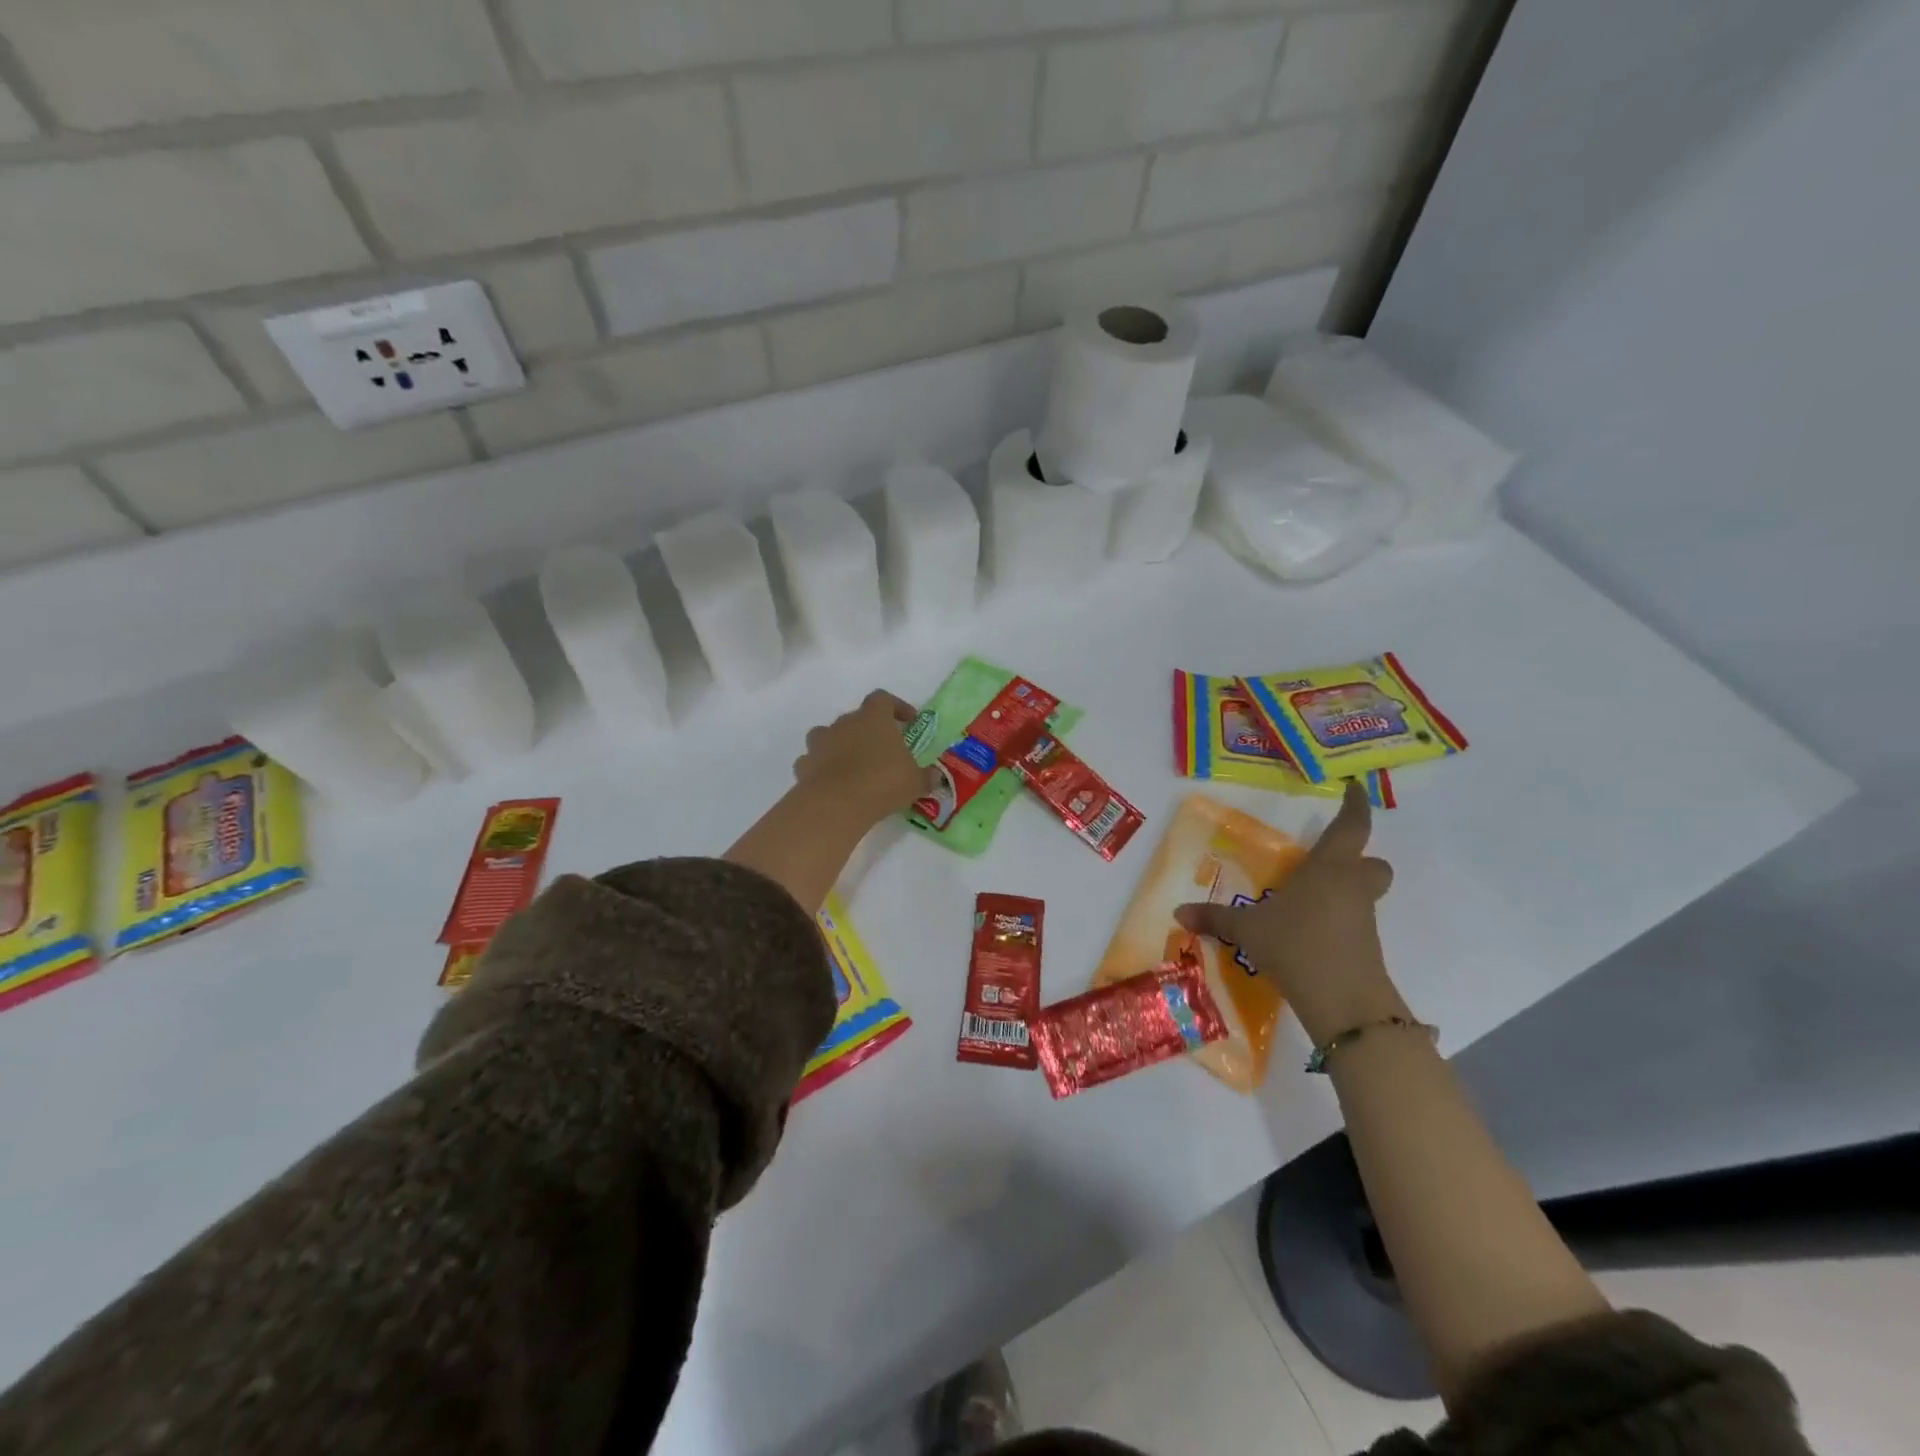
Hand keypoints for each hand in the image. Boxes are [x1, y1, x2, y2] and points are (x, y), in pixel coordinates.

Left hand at [792, 690, 933, 823]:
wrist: (836, 803)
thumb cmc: (882, 782)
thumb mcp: (914, 782)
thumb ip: (926, 777)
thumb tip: (936, 776)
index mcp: (873, 718)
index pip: (883, 699)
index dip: (896, 707)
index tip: (908, 720)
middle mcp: (844, 723)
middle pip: (855, 717)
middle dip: (867, 730)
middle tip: (881, 749)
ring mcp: (820, 743)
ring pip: (827, 735)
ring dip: (838, 745)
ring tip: (851, 764)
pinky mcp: (804, 765)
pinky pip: (812, 761)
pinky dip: (820, 768)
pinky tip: (831, 782)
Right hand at [1175, 780, 1404, 1044]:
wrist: (1344, 1002)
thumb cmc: (1297, 945)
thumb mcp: (1247, 930)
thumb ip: (1215, 918)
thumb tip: (1178, 912)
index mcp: (1328, 869)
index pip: (1350, 827)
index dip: (1355, 806)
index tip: (1355, 788)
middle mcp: (1351, 887)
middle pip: (1372, 863)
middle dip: (1358, 860)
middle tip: (1329, 863)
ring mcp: (1363, 919)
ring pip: (1365, 894)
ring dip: (1345, 892)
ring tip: (1307, 901)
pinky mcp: (1366, 948)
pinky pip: (1355, 923)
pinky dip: (1338, 922)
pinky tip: (1309, 933)